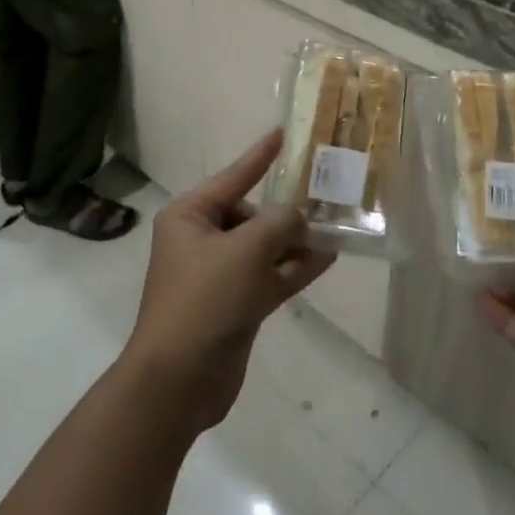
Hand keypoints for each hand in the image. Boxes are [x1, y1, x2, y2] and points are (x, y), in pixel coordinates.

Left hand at [121, 130, 334, 433]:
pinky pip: (268, 275)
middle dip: (285, 214)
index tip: (281, 134)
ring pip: (263, 247)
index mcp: (190, 216)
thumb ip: (279, 224)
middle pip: (250, 214)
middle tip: (323, 204)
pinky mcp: (235, 304)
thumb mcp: (246, 250)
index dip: (259, 157)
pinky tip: (327, 257)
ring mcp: (219, 275)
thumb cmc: (205, 299)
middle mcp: (201, 239)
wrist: (178, 380)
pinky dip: (294, 267)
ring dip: (295, 241)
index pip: (232, 176)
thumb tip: (300, 218)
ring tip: (335, 228)